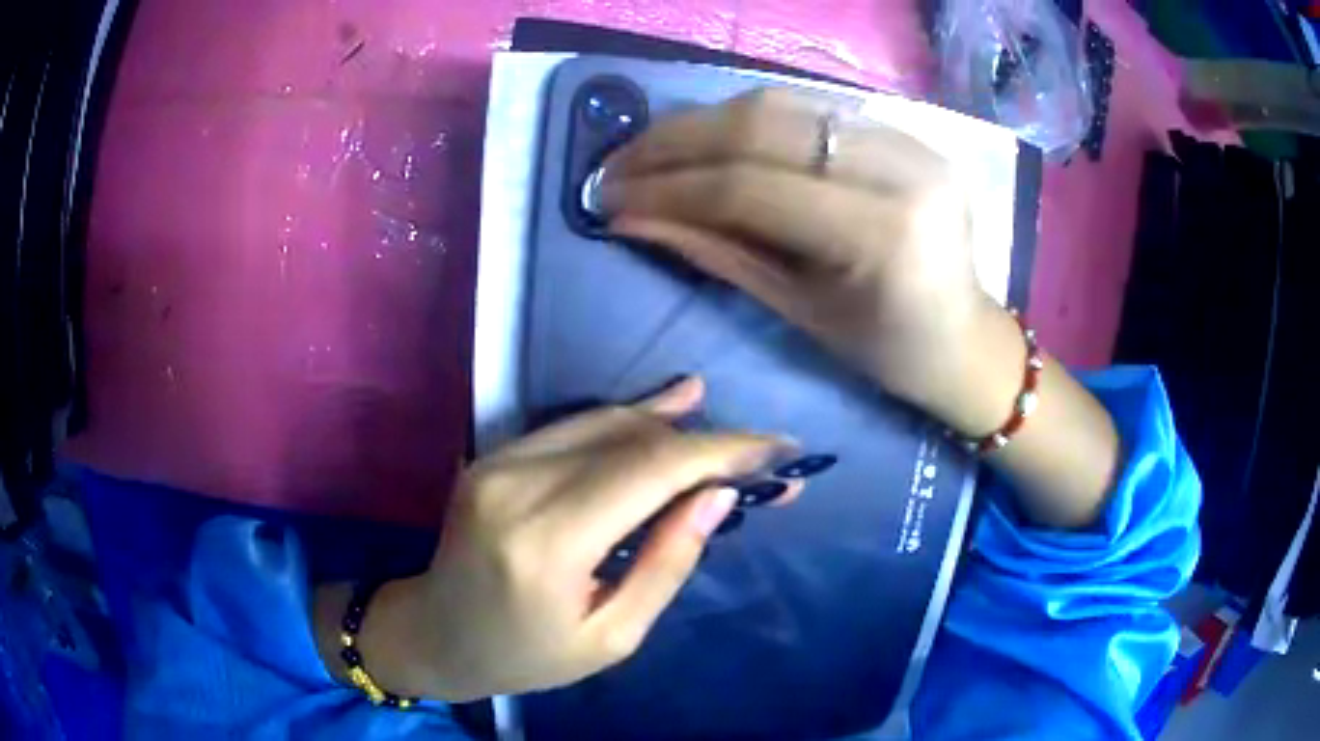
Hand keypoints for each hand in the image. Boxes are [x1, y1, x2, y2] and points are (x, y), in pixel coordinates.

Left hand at [332, 378, 795, 701]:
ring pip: (604, 421)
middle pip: (631, 438)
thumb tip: (719, 496)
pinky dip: (627, 421)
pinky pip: (573, 427)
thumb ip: (666, 563)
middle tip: (763, 453)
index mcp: (546, 542)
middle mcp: (517, 484)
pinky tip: (667, 407)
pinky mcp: (494, 454)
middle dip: (706, 440)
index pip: (650, 471)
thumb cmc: (526, 655)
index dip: (722, 452)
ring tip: (727, 426)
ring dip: (671, 422)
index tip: (779, 450)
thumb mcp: (612, 636)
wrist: (436, 632)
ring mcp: (498, 461)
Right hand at [600, 88, 1120, 529]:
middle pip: (762, 126)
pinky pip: (811, 109)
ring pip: (782, 104)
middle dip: (675, 141)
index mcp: (880, 235)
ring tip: (653, 149)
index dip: (668, 187)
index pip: (749, 187)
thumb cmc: (887, 351)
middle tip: (619, 163)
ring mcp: (910, 141)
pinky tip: (711, 140)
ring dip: (705, 122)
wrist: (966, 339)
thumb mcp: (800, 312)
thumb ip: (717, 253)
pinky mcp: (908, 132)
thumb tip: (632, 218)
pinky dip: (750, 120)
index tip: (610, 197)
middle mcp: (900, 170)